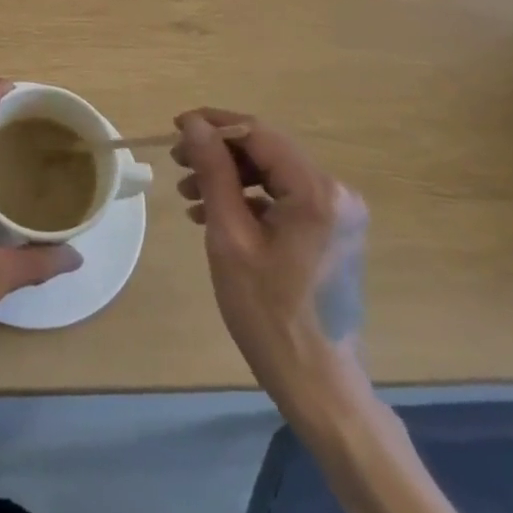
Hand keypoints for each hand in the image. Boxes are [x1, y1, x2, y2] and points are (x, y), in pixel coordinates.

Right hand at [174, 109, 368, 407]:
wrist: (319, 387)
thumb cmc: (269, 314)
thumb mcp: (230, 237)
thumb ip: (213, 172)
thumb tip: (194, 124)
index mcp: (316, 191)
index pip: (257, 133)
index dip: (213, 125)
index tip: (175, 128)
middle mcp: (335, 192)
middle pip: (265, 150)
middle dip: (218, 153)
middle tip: (177, 163)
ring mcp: (337, 213)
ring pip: (271, 172)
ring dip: (228, 176)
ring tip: (188, 193)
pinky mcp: (331, 231)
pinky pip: (283, 197)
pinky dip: (247, 199)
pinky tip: (213, 214)